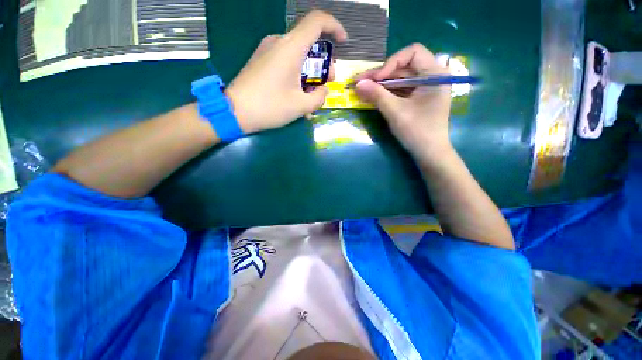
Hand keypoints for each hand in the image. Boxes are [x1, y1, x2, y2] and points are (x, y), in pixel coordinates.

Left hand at [225, 11, 347, 133]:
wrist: (234, 111)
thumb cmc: (270, 107)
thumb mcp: (301, 106)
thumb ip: (319, 98)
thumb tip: (323, 91)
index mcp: (291, 47)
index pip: (317, 21)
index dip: (334, 26)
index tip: (343, 42)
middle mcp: (279, 42)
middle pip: (308, 43)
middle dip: (323, 62)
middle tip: (328, 82)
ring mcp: (268, 50)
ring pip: (297, 55)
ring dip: (310, 72)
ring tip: (313, 94)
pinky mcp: (261, 60)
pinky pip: (285, 63)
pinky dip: (297, 75)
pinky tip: (297, 94)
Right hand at [355, 44, 451, 163]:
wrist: (429, 153)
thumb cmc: (417, 131)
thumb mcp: (396, 112)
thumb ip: (377, 95)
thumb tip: (358, 83)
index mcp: (435, 73)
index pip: (412, 53)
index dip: (391, 62)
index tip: (376, 79)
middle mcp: (431, 76)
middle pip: (403, 67)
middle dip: (381, 74)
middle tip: (360, 82)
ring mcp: (424, 87)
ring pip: (399, 79)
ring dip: (381, 83)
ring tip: (362, 88)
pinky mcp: (417, 98)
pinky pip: (400, 90)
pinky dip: (386, 92)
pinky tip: (373, 95)